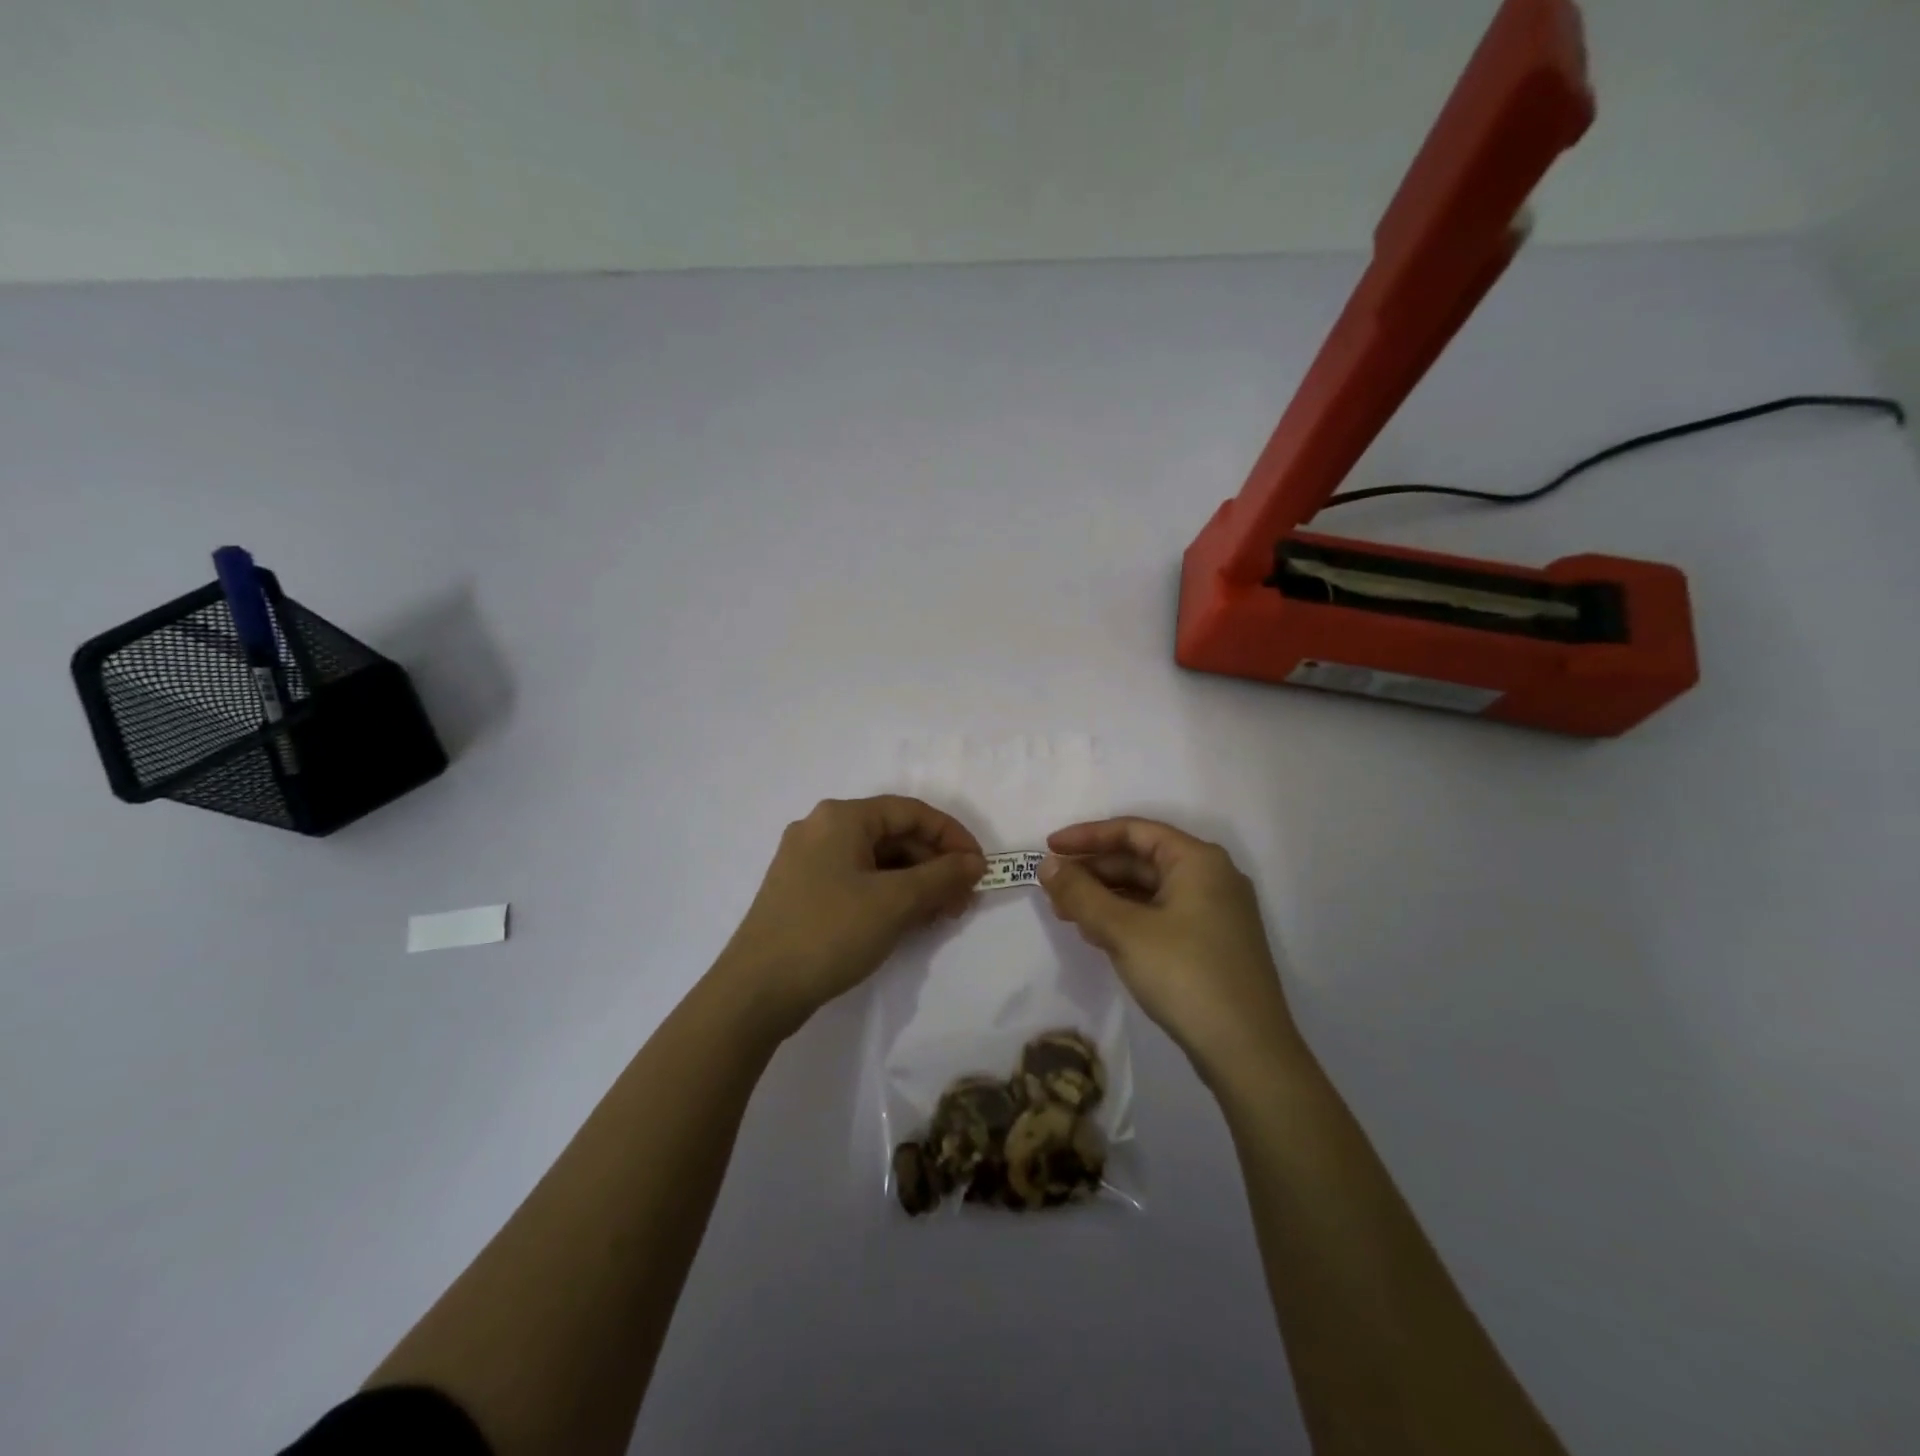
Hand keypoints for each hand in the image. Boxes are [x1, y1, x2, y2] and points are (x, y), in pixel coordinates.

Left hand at [718, 796, 985, 1035]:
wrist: (756, 991)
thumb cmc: (829, 932)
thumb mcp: (894, 903)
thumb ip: (942, 876)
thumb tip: (974, 862)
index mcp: (841, 817)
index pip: (911, 812)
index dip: (952, 836)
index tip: (979, 868)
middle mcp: (821, 829)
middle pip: (893, 835)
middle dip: (934, 865)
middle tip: (963, 900)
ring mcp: (808, 861)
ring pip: (877, 860)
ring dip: (915, 883)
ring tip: (941, 915)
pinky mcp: (803, 891)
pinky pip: (858, 880)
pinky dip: (888, 895)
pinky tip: (908, 921)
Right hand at [1038, 818, 1299, 1082]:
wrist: (1247, 1051)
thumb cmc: (1185, 975)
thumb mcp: (1124, 930)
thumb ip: (1081, 894)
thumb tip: (1048, 865)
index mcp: (1197, 860)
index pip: (1133, 831)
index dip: (1087, 836)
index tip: (1049, 848)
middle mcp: (1211, 877)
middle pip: (1141, 859)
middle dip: (1094, 871)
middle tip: (1053, 888)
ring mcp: (1215, 912)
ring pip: (1149, 890)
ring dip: (1106, 897)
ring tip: (1067, 913)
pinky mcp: (1211, 943)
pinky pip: (1160, 915)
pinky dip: (1127, 919)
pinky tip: (1098, 935)